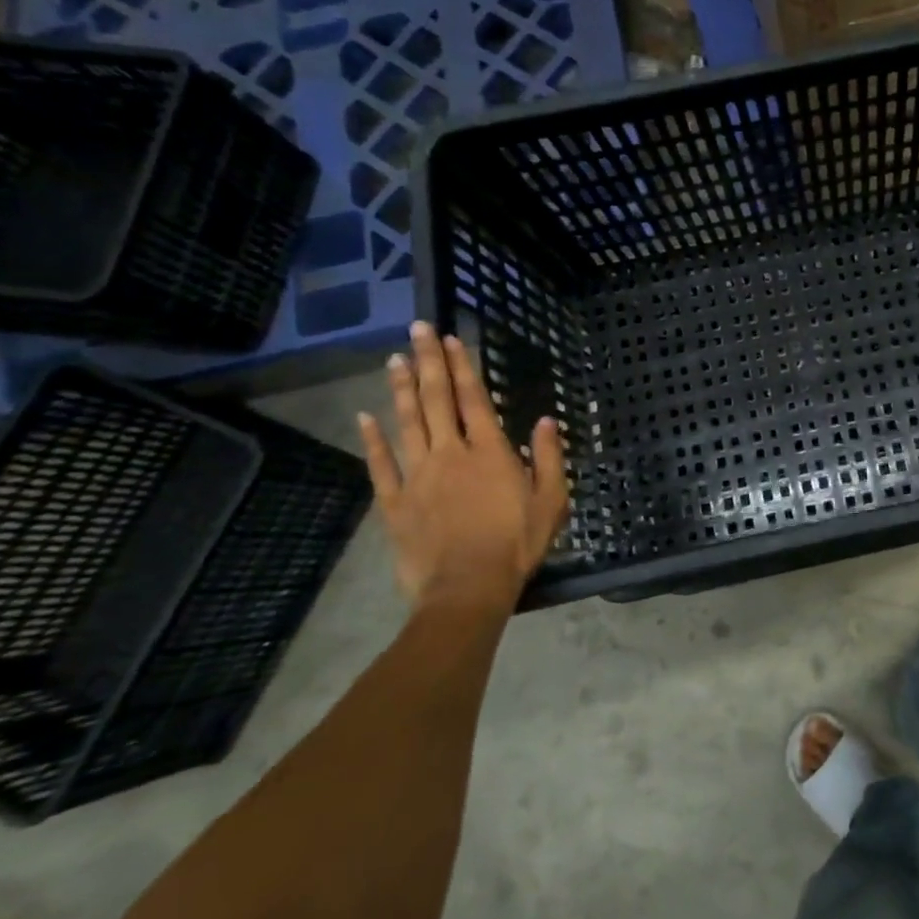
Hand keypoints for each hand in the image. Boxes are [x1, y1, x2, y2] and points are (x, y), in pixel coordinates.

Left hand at [358, 322, 568, 617]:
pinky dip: (373, 439)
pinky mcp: (395, 502)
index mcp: (489, 451)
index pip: (473, 398)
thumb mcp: (552, 500)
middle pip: (436, 400)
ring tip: (394, 359)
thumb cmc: (517, 543)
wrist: (467, 588)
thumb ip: (550, 457)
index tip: (452, 338)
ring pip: (407, 423)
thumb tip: (546, 420)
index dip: (462, 366)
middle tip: (418, 329)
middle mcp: (450, 453)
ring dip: (400, 389)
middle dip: (428, 361)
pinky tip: (366, 417)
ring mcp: (417, 476)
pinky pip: (381, 464)